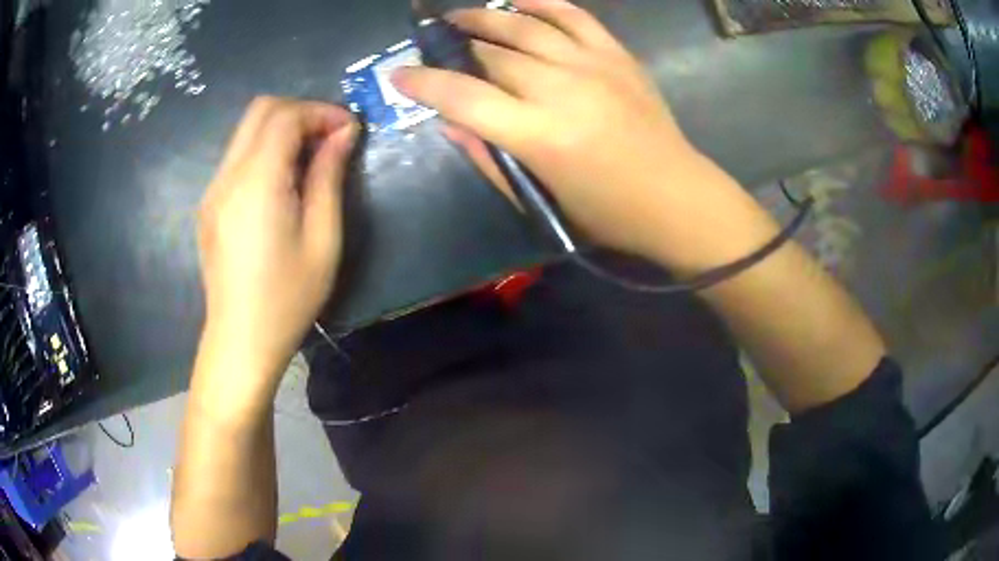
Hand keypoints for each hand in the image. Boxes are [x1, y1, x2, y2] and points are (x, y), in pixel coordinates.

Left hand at [197, 97, 357, 389]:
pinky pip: (238, 156)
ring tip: (309, 159)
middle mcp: (228, 176)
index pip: (285, 116)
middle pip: (261, 110)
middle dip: (300, 112)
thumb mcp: (323, 239)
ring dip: (282, 130)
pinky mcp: (209, 203)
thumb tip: (343, 134)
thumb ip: (329, 176)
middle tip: (329, 138)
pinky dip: (264, 150)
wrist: (241, 340)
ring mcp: (213, 189)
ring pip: (246, 130)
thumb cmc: (288, 297)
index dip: (321, 112)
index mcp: (257, 183)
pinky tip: (281, 182)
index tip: (348, 131)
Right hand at [394, 0, 736, 262]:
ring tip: (460, 16)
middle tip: (435, 45)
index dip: (424, 82)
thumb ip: (490, 159)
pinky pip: (573, 15)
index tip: (400, 75)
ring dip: (485, 17)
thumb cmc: (607, 213)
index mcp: (539, 135)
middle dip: (455, 48)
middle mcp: (561, 89)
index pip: (463, 96)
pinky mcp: (617, 56)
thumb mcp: (541, 199)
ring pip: (525, 27)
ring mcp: (592, 65)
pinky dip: (542, 3)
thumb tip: (451, 123)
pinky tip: (516, 0)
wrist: (676, 197)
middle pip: (492, 55)